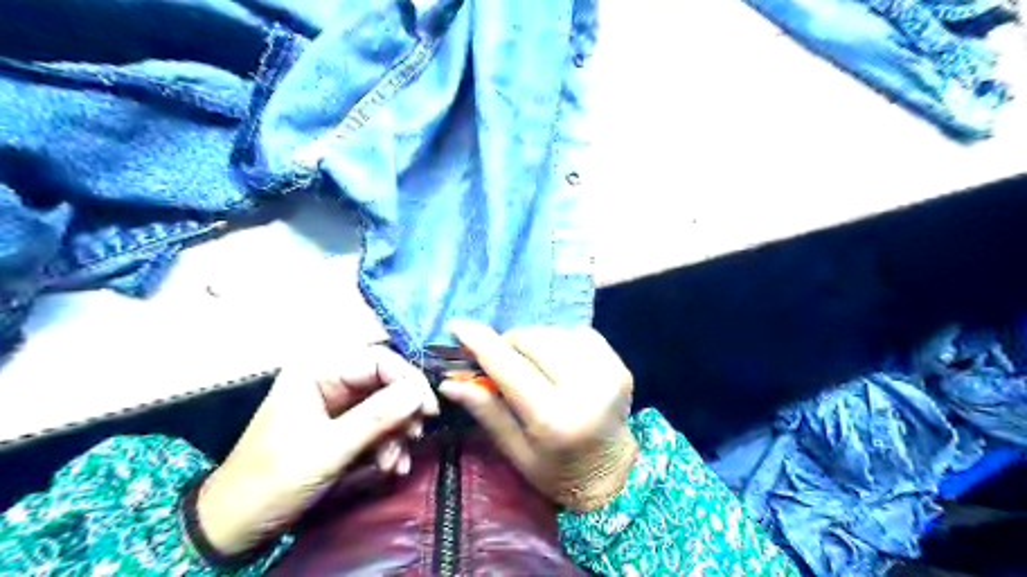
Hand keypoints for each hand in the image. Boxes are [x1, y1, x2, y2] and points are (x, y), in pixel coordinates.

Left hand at [198, 345, 438, 556]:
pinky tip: (391, 467)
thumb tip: (420, 391)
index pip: (378, 360)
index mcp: (318, 371)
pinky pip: (378, 426)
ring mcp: (337, 405)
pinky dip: (389, 445)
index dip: (408, 380)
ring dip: (397, 433)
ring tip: (395, 463)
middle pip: (385, 382)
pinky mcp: (342, 427)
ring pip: (386, 406)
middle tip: (416, 435)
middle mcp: (330, 381)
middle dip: (403, 411)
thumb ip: (377, 417)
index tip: (428, 409)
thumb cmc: (273, 480)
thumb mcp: (328, 449)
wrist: (236, 526)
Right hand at [439, 322, 639, 510]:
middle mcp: (584, 389)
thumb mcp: (515, 450)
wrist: (612, 473)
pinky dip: (561, 342)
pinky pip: (578, 334)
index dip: (480, 341)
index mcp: (553, 418)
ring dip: (535, 342)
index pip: (508, 367)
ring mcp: (607, 373)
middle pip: (532, 339)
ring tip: (532, 365)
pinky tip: (560, 363)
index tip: (458, 326)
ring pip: (554, 332)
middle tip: (502, 360)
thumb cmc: (555, 470)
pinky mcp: (619, 365)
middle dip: (509, 343)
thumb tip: (450, 382)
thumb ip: (486, 411)